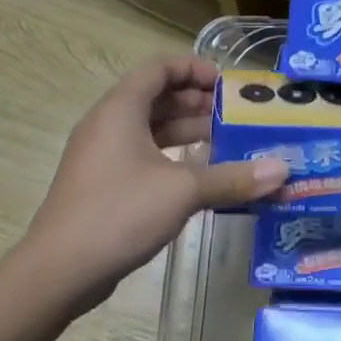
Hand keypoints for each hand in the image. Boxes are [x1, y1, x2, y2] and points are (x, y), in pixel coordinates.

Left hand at [16, 58, 287, 301]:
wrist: (59, 271)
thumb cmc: (119, 213)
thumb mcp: (183, 191)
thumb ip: (232, 177)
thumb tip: (282, 170)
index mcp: (120, 110)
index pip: (159, 68)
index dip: (194, 68)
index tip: (227, 84)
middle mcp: (108, 125)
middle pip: (156, 97)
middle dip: (197, 102)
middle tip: (235, 115)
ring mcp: (102, 156)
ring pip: (150, 128)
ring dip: (187, 130)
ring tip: (227, 142)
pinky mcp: (103, 184)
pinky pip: (143, 155)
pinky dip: (172, 156)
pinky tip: (200, 175)